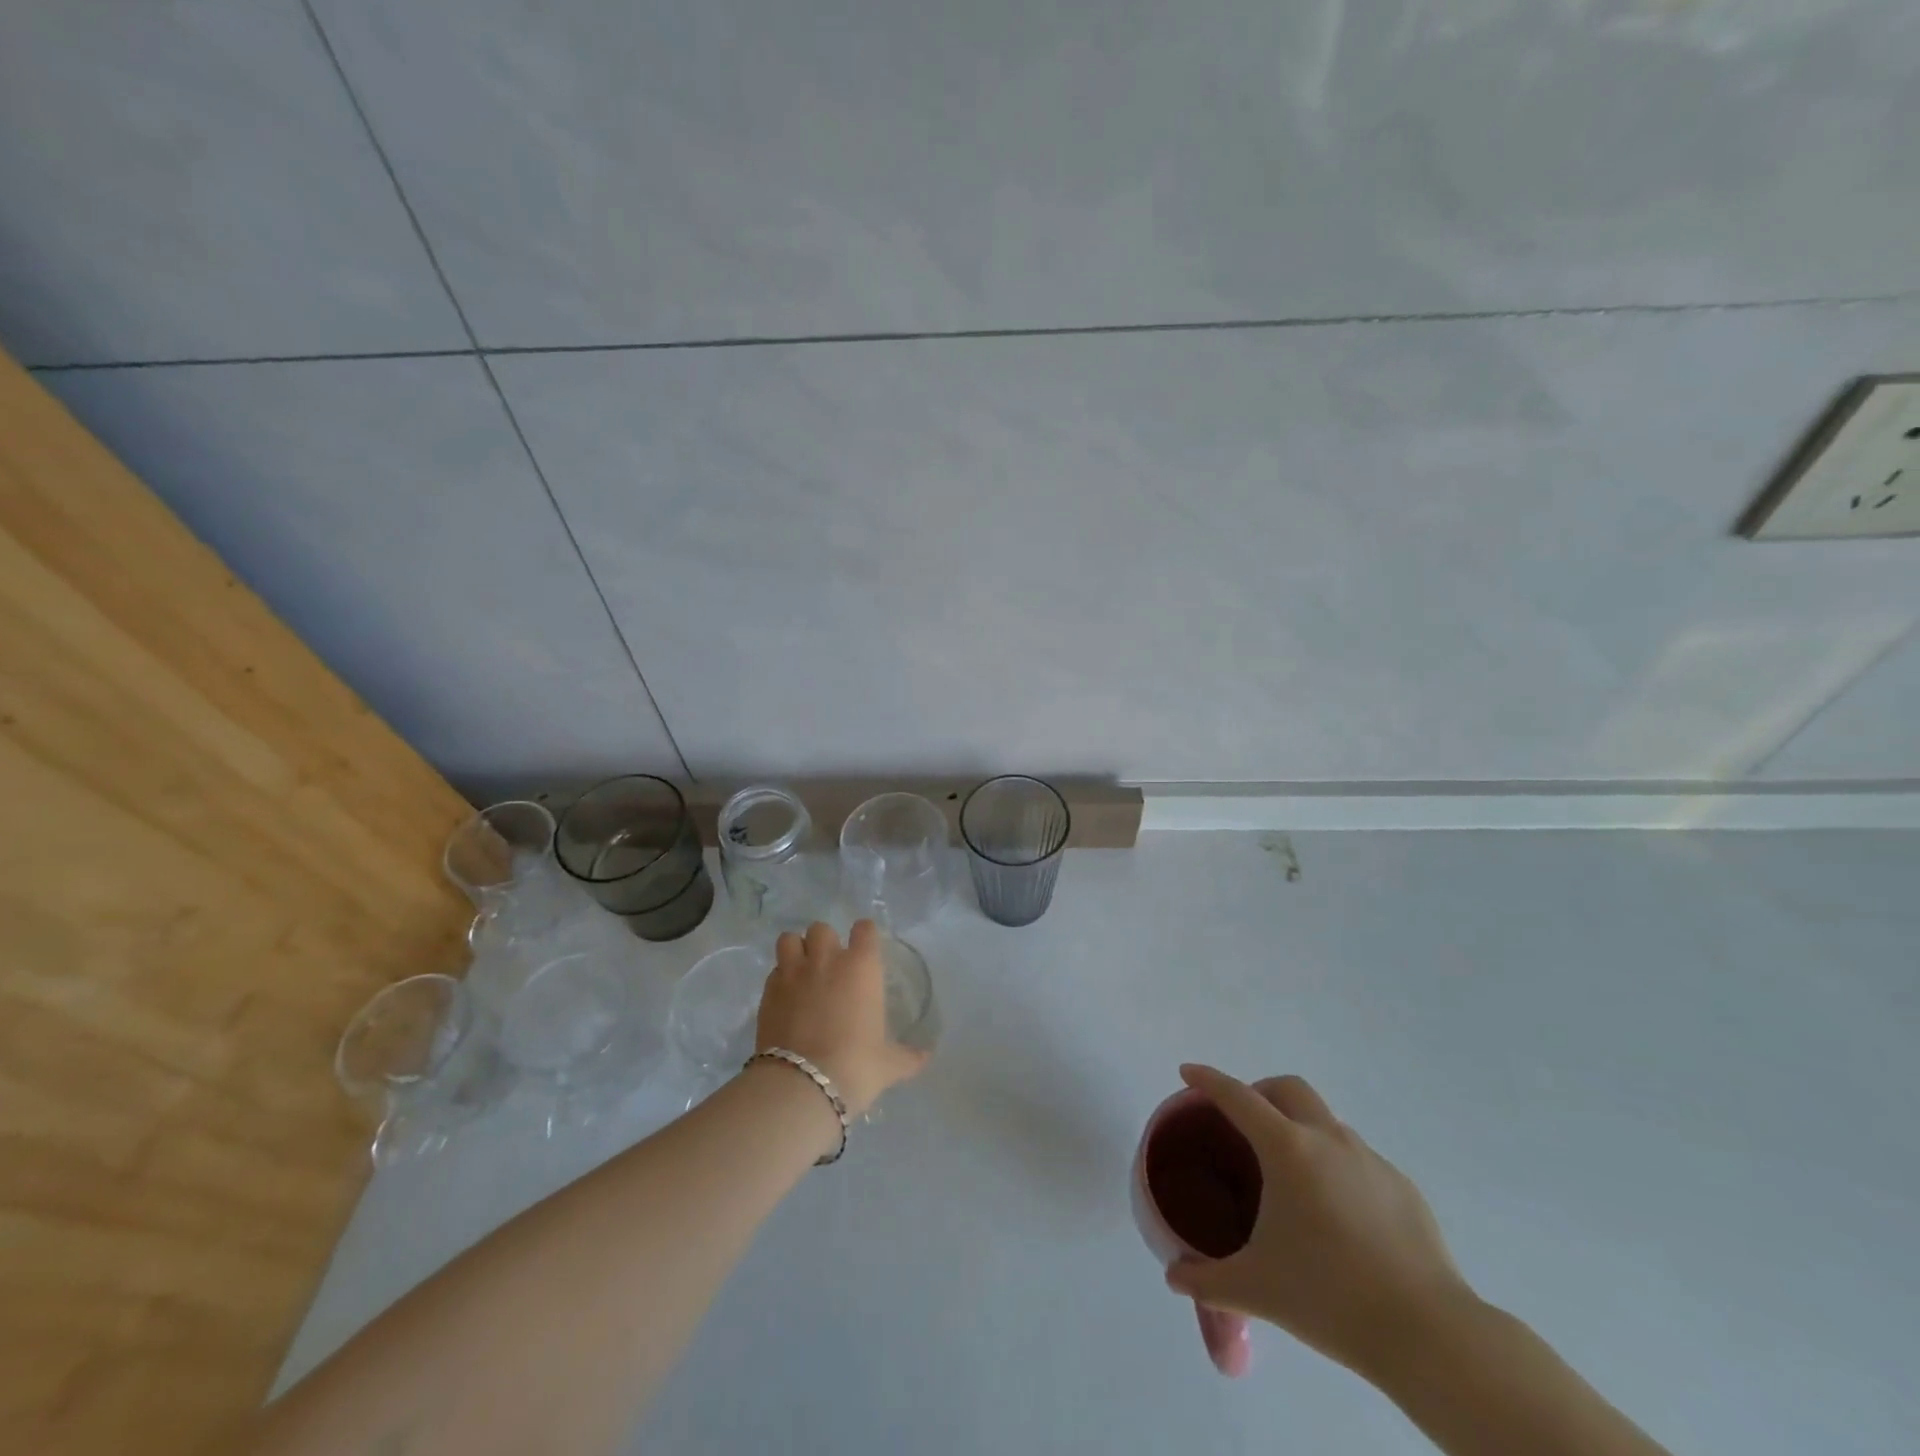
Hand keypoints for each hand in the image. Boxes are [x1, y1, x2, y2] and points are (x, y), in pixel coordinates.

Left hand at [757, 921, 929, 1117]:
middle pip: (821, 928)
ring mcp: (792, 973)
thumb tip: (926, 1057)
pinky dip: (780, 978)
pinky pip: (773, 971)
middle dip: (825, 941)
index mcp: (861, 967)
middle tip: (830, 965)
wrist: (803, 1085)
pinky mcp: (767, 993)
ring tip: (802, 970)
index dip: (864, 935)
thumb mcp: (888, 1064)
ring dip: (796, 949)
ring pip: (789, 939)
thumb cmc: (856, 1066)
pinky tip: (786, 997)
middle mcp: (826, 960)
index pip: (864, 929)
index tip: (865, 948)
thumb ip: (908, 1056)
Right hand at [1165, 1064, 1473, 1378]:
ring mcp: (1371, 1160)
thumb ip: (1207, 1281)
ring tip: (1290, 1179)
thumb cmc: (1329, 1297)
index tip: (1188, 1072)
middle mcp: (1328, 1139)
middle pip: (1288, 1088)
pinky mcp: (1403, 1188)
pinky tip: (1337, 1216)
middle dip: (1259, 1091)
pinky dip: (1336, 1166)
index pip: (1237, 1097)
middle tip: (1243, 1124)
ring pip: (1326, 1121)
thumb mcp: (1256, 1289)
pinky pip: (1358, 1160)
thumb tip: (1174, 1277)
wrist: (1429, 1335)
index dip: (1208, 1080)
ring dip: (1300, 1129)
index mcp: (1287, 1149)